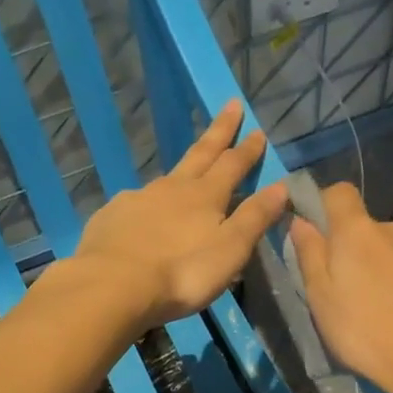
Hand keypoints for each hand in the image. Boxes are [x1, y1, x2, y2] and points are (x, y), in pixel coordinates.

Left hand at [70, 100, 289, 329]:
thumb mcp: (230, 249)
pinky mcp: (111, 217)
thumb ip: (254, 217)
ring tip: (187, 174)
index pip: (232, 164)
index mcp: (205, 196)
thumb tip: (281, 185)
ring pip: (165, 179)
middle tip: (230, 106)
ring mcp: (137, 199)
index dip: (247, 148)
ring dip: (181, 171)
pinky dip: (146, 204)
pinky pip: (135, 204)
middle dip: (218, 131)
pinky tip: (143, 216)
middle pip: (199, 154)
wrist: (112, 286)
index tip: (257, 129)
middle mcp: (171, 188)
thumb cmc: (182, 272)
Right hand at [288, 183, 392, 392]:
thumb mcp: (320, 296)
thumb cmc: (365, 330)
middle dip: (347, 248)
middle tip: (336, 290)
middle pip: (363, 227)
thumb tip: (300, 221)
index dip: (321, 205)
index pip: (338, 192)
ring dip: (375, 270)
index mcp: (358, 230)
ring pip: (387, 252)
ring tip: (369, 312)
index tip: (310, 234)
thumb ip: (309, 254)